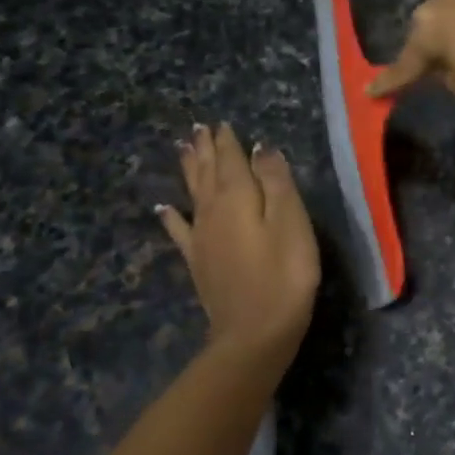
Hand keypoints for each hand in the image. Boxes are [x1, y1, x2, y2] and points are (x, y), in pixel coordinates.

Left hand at [158, 124, 319, 354]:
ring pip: (192, 194)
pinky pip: (180, 230)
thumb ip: (276, 182)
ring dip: (189, 171)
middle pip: (207, 173)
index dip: (227, 141)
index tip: (221, 123)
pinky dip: (172, 216)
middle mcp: (212, 211)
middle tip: (198, 129)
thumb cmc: (285, 273)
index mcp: (238, 197)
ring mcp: (202, 238)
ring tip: (183, 150)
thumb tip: (260, 148)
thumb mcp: (291, 222)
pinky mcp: (199, 262)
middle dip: (205, 150)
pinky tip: (164, 208)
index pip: (231, 160)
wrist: (256, 331)